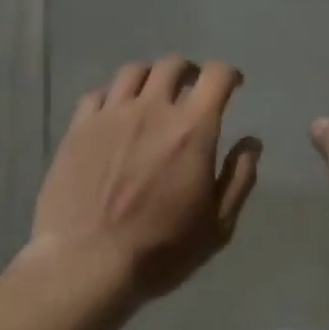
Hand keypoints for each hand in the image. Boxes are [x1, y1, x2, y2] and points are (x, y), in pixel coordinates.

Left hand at [30, 57, 260, 297]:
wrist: (86, 263)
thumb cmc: (161, 250)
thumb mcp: (217, 225)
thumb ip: (239, 178)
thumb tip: (251, 143)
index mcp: (191, 130)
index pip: (216, 77)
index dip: (229, 75)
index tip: (233, 86)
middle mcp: (151, 110)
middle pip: (172, 65)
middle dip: (190, 72)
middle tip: (193, 89)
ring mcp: (110, 116)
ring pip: (133, 72)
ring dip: (151, 77)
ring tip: (153, 96)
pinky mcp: (77, 129)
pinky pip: (98, 94)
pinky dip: (114, 96)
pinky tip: (115, 114)